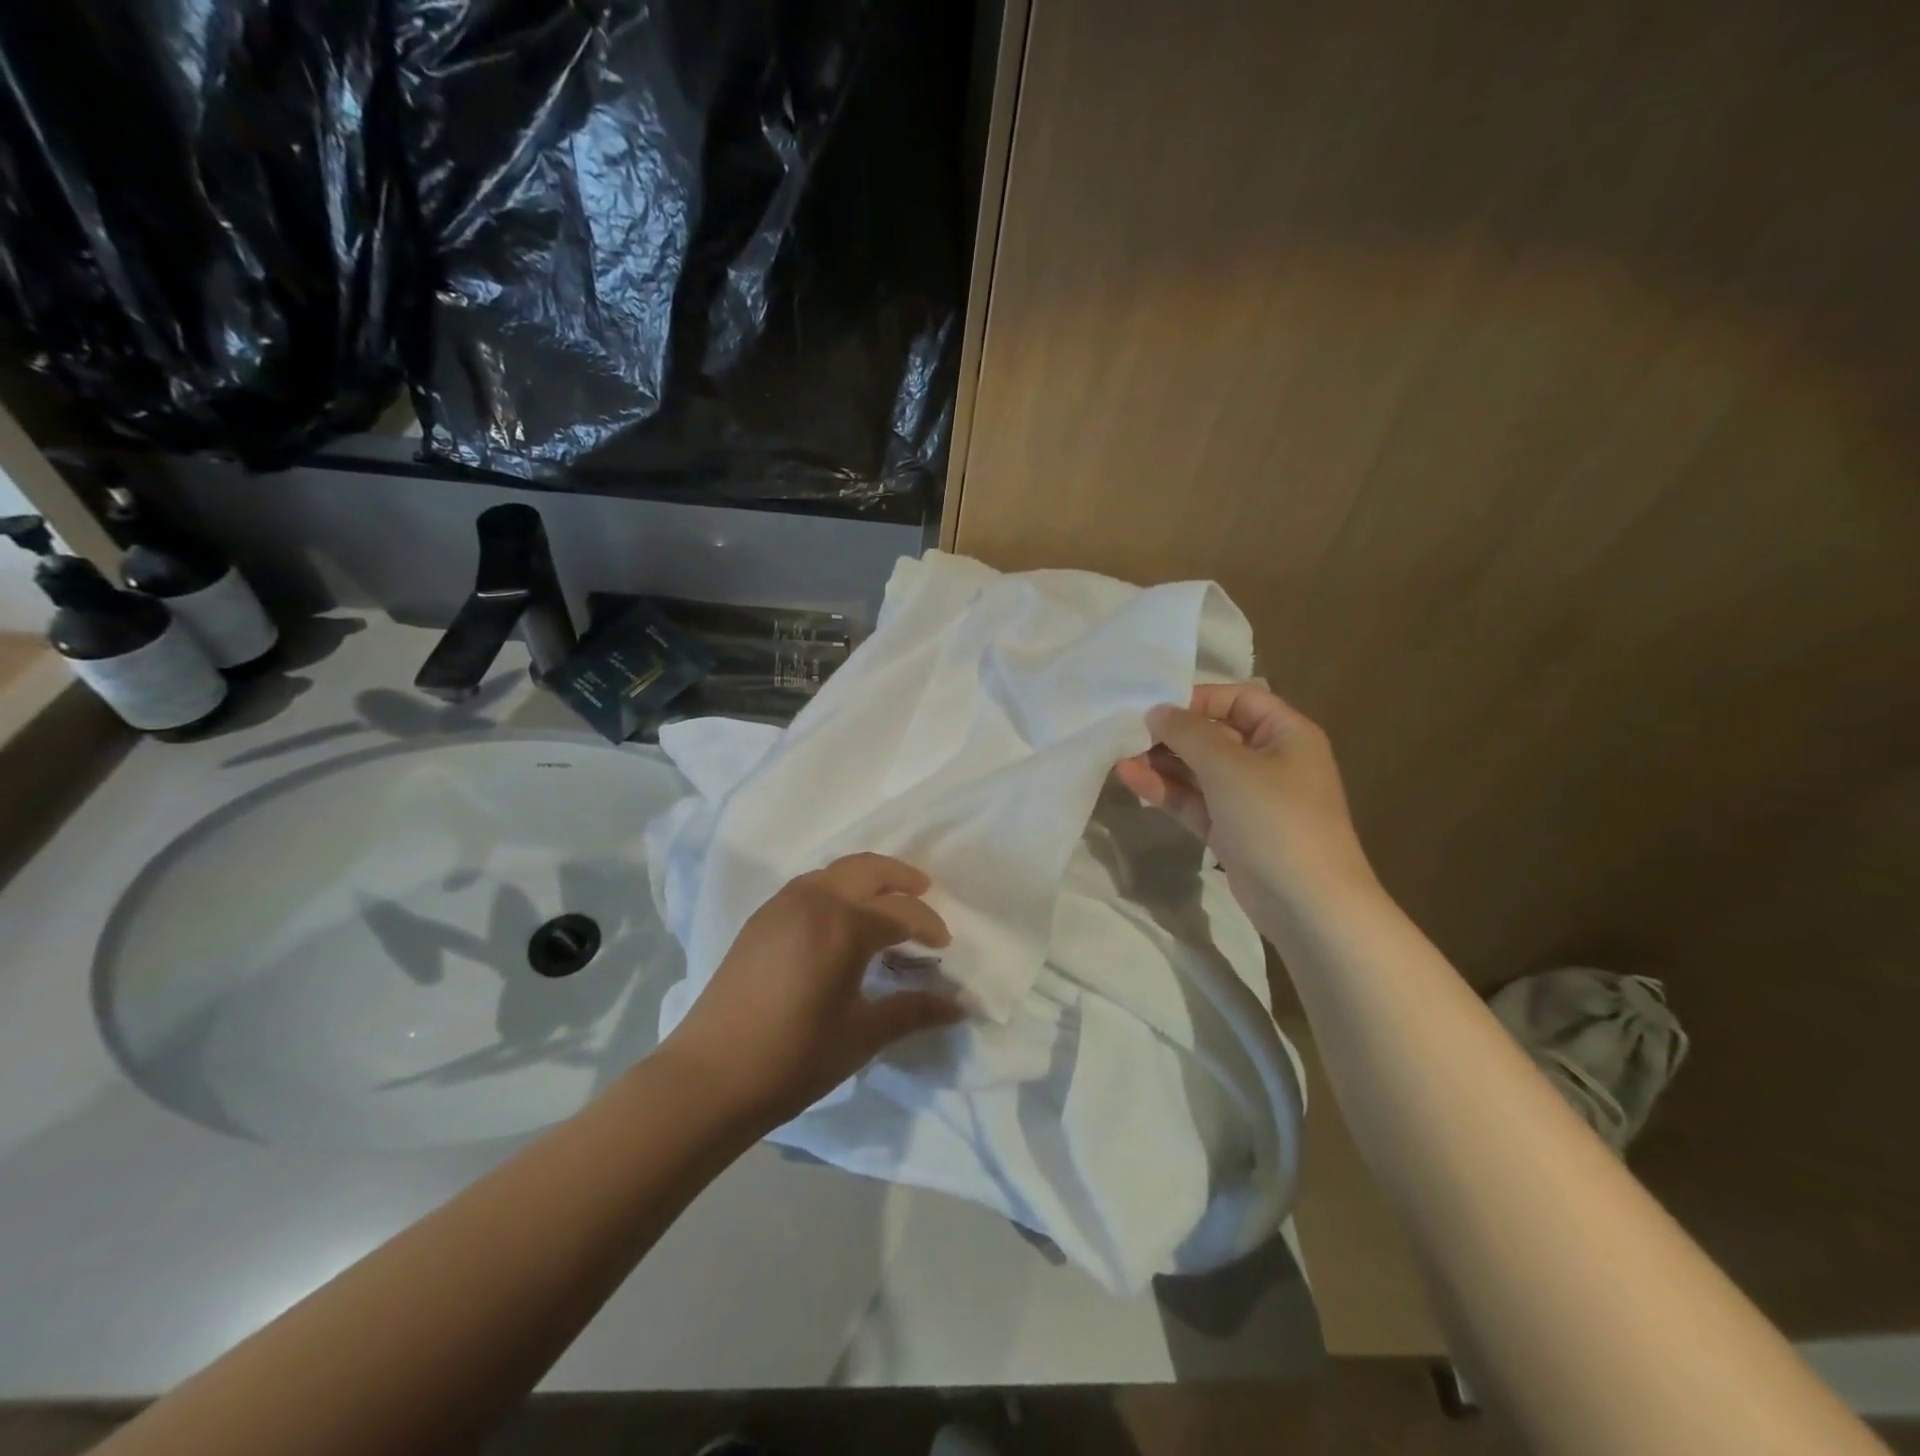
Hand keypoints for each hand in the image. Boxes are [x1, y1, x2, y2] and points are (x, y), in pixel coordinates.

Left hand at [663, 853, 964, 1128]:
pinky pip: (808, 885)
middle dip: (900, 878)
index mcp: (844, 926)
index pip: (901, 912)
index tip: (943, 947)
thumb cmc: (794, 1058)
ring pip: (834, 871)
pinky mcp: (760, 919)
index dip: (929, 926)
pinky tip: (840, 918)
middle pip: (868, 870)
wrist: (709, 1077)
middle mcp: (814, 901)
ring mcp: (781, 905)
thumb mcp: (861, 1036)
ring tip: (884, 901)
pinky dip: (835, 887)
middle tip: (924, 891)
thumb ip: (912, 1011)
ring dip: (866, 878)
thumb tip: (960, 1006)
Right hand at [1115, 683, 1376, 917]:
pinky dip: (1166, 790)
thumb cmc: (1275, 819)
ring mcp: (1249, 798)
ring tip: (1119, 756)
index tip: (1153, 705)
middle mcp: (1269, 760)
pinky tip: (1131, 779)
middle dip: (1171, 733)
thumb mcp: (1229, 767)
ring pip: (1199, 770)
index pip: (1238, 698)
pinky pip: (1194, 800)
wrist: (1308, 905)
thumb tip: (1157, 711)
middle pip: (1214, 734)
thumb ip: (1189, 733)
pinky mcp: (1230, 829)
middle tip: (1126, 732)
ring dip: (1162, 762)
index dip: (1196, 698)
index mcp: (1286, 733)